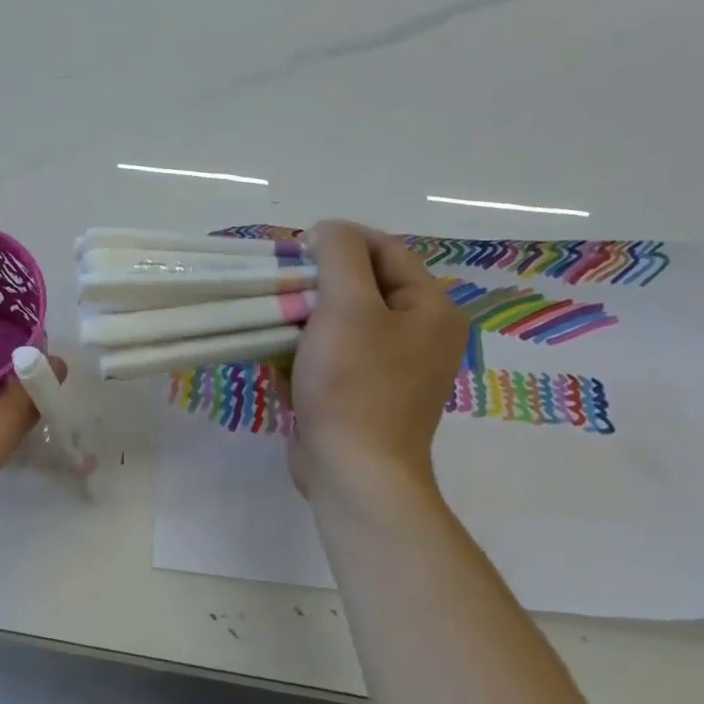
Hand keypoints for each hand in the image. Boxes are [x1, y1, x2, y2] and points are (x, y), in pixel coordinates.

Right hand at [284, 220, 468, 503]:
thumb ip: (339, 255)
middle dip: (317, 282)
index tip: (294, 251)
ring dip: (305, 316)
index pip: (384, 249)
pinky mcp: (364, 391)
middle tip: (280, 287)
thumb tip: (328, 231)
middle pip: (363, 284)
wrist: (353, 472)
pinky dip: (306, 349)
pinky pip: (334, 353)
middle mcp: (419, 333)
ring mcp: (392, 366)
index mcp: (430, 308)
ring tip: (274, 320)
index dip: (338, 241)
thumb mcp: (347, 306)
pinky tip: (281, 356)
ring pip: (342, 319)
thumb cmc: (353, 384)